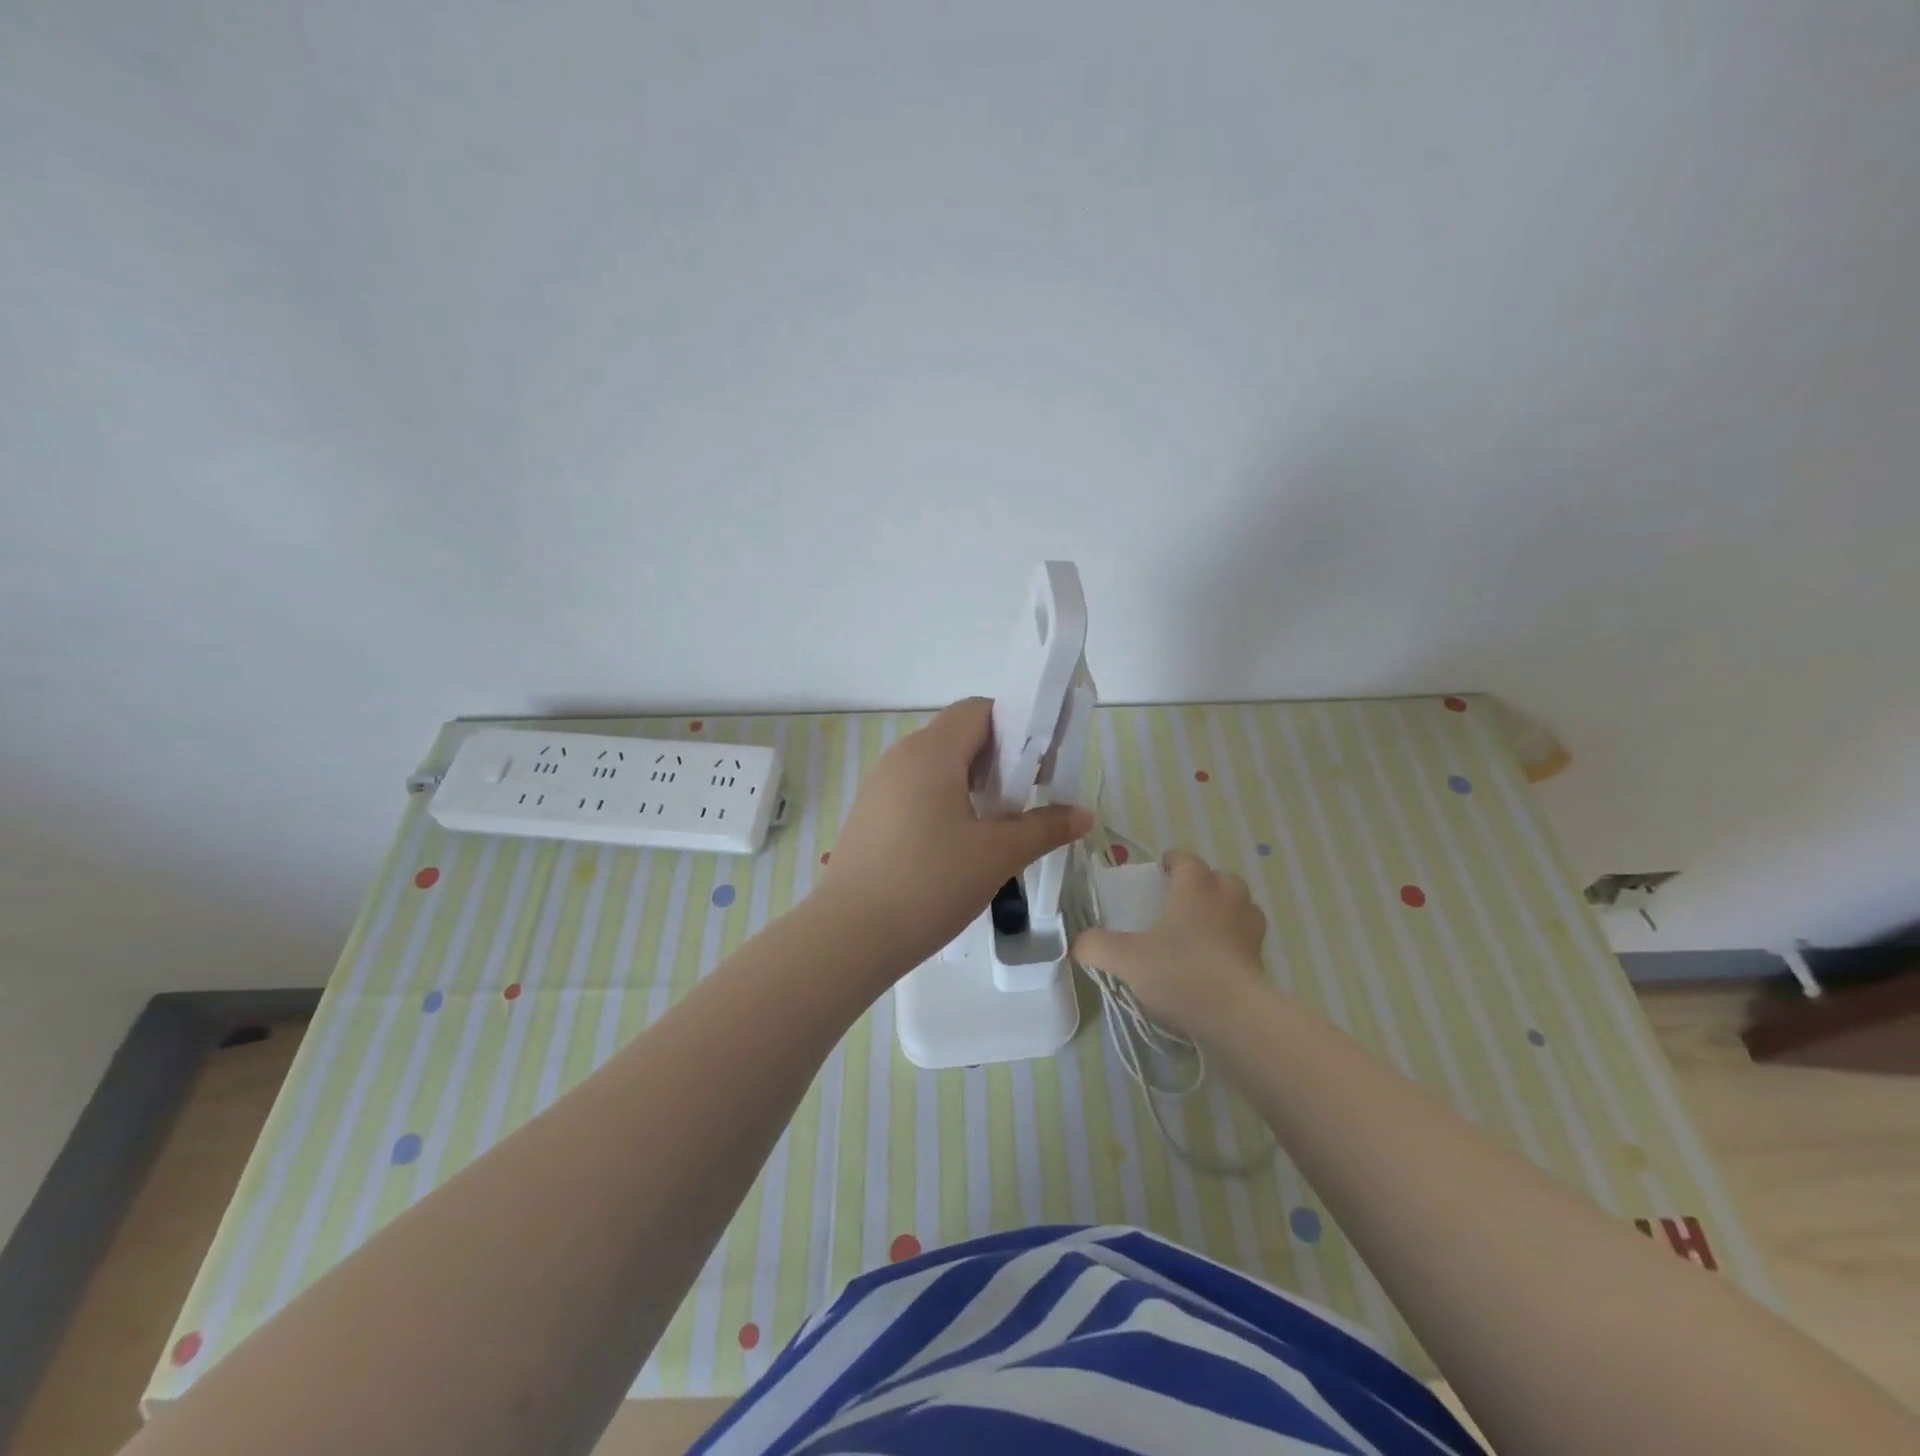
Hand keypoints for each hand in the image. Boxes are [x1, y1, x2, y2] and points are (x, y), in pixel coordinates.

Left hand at [819, 698, 1093, 968]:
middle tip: (1028, 796)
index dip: (1017, 726)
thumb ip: (1044, 828)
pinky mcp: (870, 813)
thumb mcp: (997, 855)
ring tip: (998, 822)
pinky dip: (946, 800)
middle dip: (1000, 757)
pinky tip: (959, 842)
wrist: (850, 935)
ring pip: (937, 764)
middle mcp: (901, 756)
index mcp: (931, 752)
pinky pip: (916, 789)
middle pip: (959, 735)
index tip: (1042, 763)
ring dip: (973, 782)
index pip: (979, 710)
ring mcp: (880, 785)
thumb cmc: (929, 884)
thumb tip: (1083, 815)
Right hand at [1072, 849, 1267, 1037]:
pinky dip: (1235, 941)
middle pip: (1222, 878)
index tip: (1161, 869)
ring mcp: (1249, 930)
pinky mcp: (1262, 960)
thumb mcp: (1125, 959)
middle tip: (1182, 899)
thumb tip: (1076, 943)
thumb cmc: (1179, 972)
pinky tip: (1217, 959)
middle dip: (1205, 882)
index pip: (1187, 860)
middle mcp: (1227, 900)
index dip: (1174, 860)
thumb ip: (1095, 946)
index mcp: (1195, 888)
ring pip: (1242, 906)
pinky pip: (1249, 939)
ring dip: (1226, 909)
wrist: (1236, 1015)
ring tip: (1203, 927)